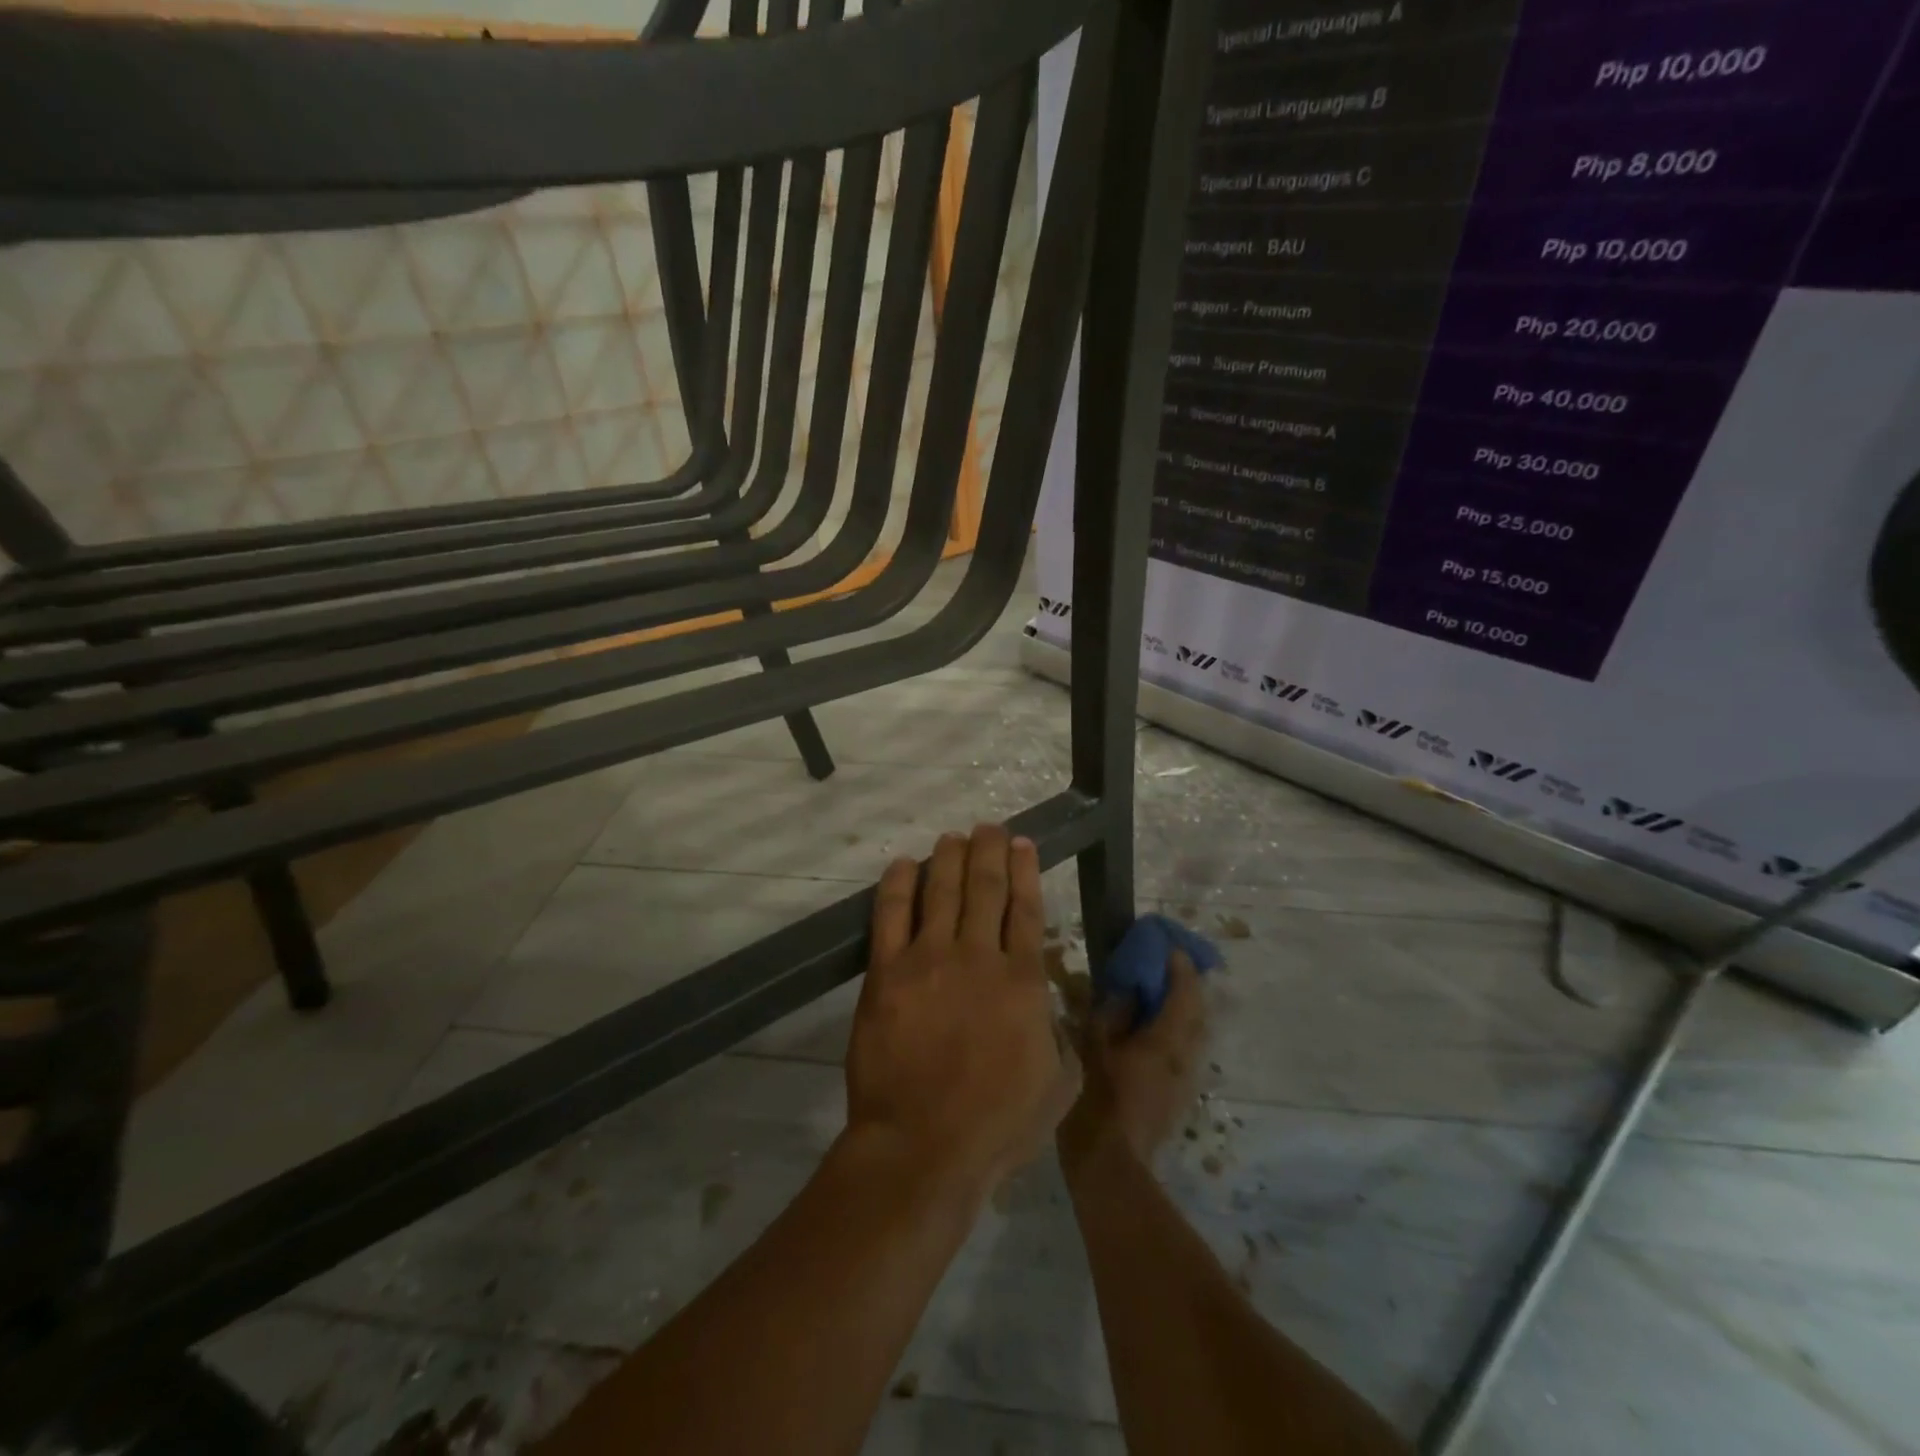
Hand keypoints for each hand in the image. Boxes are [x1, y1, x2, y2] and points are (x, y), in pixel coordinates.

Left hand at [844, 825, 1080, 1201]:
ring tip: (953, 837)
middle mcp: (978, 956)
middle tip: (988, 828)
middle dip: (989, 850)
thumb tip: (1049, 1006)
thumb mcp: (1059, 1084)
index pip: (1026, 908)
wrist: (923, 1146)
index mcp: (1022, 980)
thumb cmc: (997, 1124)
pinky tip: (905, 864)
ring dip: (949, 857)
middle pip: (985, 886)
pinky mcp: (886, 972)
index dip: (1025, 870)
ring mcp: (928, 959)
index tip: (1023, 843)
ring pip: (942, 890)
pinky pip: (891, 914)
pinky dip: (899, 883)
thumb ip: (1060, 1034)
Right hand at [1059, 951, 1206, 1172]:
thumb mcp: (1093, 1049)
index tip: (1168, 946)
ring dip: (1182, 1009)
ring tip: (1157, 995)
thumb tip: (1127, 992)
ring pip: (1194, 1034)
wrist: (1110, 1169)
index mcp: (1166, 1041)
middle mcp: (1185, 1057)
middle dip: (1187, 985)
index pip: (1185, 993)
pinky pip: (1184, 1051)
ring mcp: (1185, 1080)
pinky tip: (1150, 1033)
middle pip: (1198, 1012)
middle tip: (1165, 966)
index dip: (1180, 966)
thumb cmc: (1096, 1102)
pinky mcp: (1178, 1097)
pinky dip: (1174, 1031)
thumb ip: (1112, 1015)